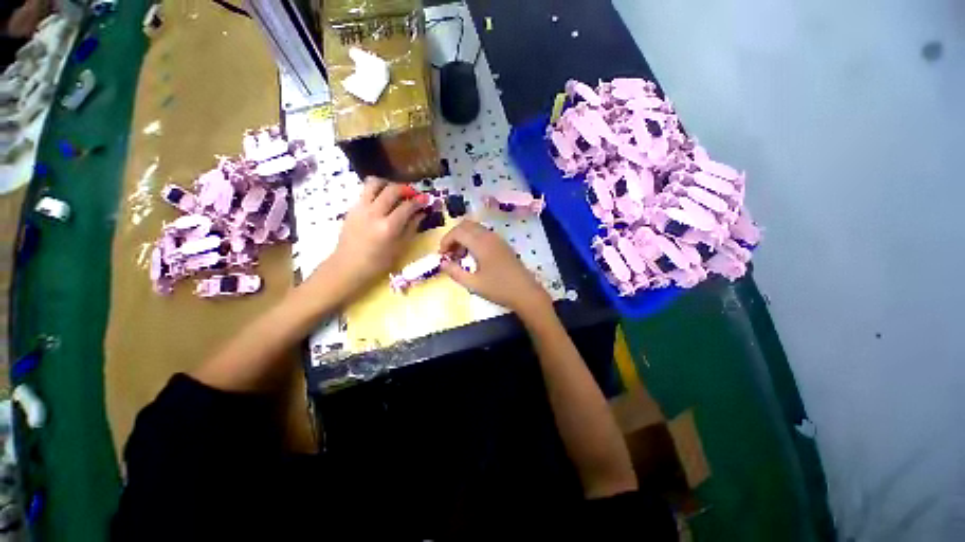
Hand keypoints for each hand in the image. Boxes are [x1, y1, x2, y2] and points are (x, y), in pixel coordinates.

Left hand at [317, 177, 426, 297]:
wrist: (348, 266)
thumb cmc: (378, 262)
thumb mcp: (400, 248)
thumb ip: (411, 228)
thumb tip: (421, 213)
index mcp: (388, 227)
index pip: (407, 206)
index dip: (419, 201)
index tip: (426, 199)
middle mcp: (374, 213)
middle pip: (391, 190)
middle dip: (406, 189)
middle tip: (413, 193)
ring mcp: (360, 209)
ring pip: (374, 183)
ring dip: (388, 184)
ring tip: (395, 192)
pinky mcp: (352, 208)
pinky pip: (365, 192)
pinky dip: (377, 191)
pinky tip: (382, 201)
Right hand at [439, 220, 551, 314]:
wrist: (525, 292)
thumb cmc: (499, 289)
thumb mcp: (473, 284)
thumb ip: (455, 272)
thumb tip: (442, 263)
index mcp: (481, 243)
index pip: (457, 231)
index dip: (446, 241)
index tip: (442, 255)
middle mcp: (489, 236)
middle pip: (465, 225)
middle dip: (454, 237)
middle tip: (450, 254)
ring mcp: (497, 239)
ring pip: (475, 228)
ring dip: (464, 238)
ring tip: (460, 257)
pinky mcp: (502, 244)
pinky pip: (483, 234)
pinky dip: (473, 240)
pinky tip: (474, 257)